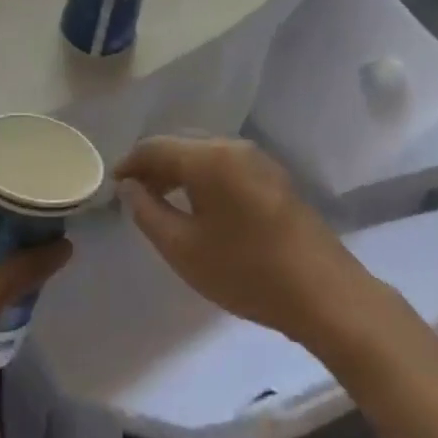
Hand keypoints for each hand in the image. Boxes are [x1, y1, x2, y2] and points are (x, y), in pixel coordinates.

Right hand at [115, 136, 375, 344]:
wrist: (325, 293)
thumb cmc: (246, 271)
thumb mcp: (183, 249)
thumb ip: (148, 213)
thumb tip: (130, 188)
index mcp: (208, 157)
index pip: (155, 147)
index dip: (129, 163)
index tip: (112, 186)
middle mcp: (233, 146)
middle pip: (181, 144)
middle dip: (154, 166)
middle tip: (133, 196)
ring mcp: (259, 160)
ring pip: (205, 154)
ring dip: (179, 171)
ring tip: (162, 202)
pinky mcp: (275, 178)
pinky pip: (226, 166)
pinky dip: (204, 178)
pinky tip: (199, 207)